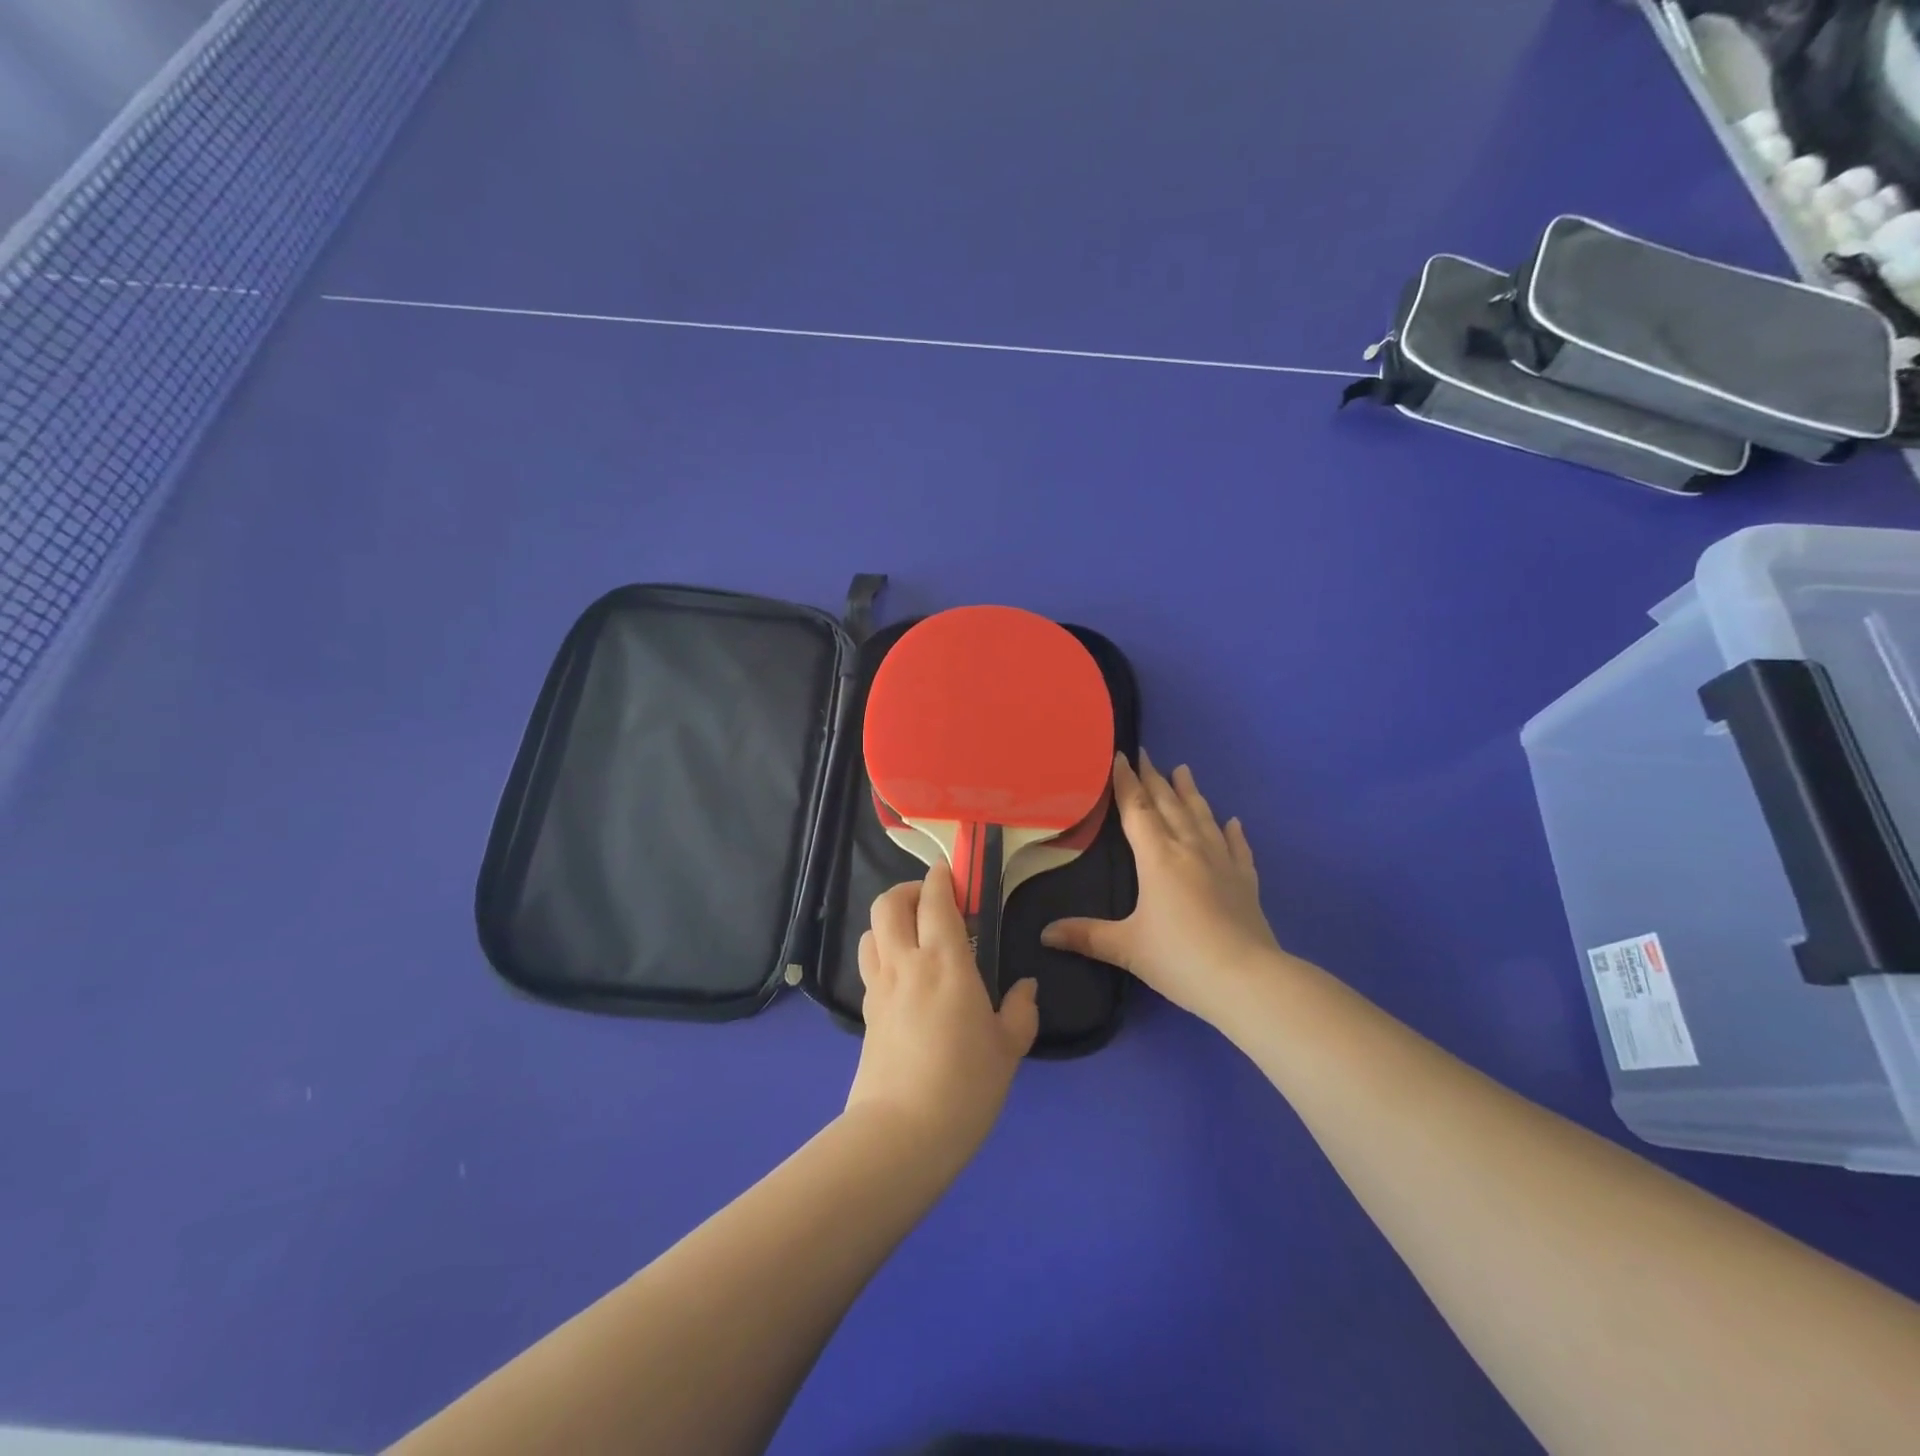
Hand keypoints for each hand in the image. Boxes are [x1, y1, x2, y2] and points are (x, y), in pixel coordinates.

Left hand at [846, 864, 1039, 1165]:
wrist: (902, 1133)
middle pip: (888, 903)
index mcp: (945, 961)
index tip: (953, 874)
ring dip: (890, 921)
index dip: (941, 878)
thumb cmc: (965, 1085)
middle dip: (907, 890)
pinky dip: (883, 953)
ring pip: (871, 931)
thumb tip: (1027, 988)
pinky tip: (904, 976)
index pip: (935, 900)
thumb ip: (1020, 1011)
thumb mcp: (1008, 1049)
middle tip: (932, 901)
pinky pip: (869, 965)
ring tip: (914, 935)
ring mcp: (879, 987)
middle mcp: (906, 963)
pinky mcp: (865, 1013)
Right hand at [1042, 751, 1283, 1022]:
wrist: (1246, 980)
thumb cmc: (1179, 958)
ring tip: (1184, 770)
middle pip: (1169, 806)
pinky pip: (1237, 848)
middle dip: (1154, 779)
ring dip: (1191, 793)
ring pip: (1202, 818)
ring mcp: (1222, 863)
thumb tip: (1044, 934)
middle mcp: (1189, 850)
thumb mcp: (1127, 947)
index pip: (1137, 810)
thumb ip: (1086, 936)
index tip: (1120, 757)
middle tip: (1146, 754)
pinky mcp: (1245, 882)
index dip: (1126, 783)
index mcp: (1158, 858)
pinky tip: (1233, 821)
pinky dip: (1232, 832)